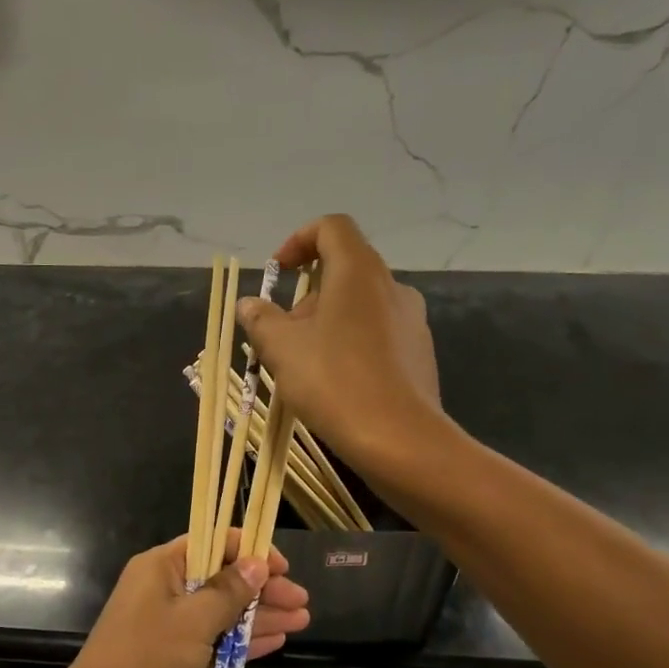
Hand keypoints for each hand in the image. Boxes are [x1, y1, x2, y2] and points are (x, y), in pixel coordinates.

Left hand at [63, 534, 308, 667]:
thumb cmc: (147, 657)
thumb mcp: (193, 619)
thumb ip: (228, 591)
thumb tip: (257, 563)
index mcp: (161, 566)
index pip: (212, 543)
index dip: (249, 551)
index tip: (281, 567)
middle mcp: (164, 588)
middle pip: (221, 578)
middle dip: (262, 589)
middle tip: (301, 601)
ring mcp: (170, 624)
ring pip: (222, 611)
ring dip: (259, 615)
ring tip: (301, 620)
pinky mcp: (175, 655)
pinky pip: (215, 639)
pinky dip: (242, 640)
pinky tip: (275, 640)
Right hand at [237, 214, 447, 478]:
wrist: (399, 439)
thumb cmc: (333, 381)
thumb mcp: (281, 349)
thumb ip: (260, 320)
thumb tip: (250, 305)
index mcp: (358, 271)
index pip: (331, 227)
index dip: (298, 241)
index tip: (277, 275)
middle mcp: (391, 286)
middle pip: (343, 269)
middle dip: (305, 295)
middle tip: (281, 334)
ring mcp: (411, 320)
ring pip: (359, 305)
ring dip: (326, 322)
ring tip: (303, 363)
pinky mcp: (419, 353)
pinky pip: (377, 333)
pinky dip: (350, 343)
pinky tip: (335, 383)